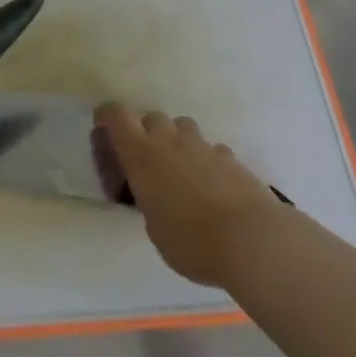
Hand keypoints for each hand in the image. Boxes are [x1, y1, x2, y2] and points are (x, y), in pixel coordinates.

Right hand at [96, 106, 285, 288]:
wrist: (252, 239)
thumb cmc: (191, 241)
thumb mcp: (154, 228)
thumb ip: (150, 203)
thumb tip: (157, 198)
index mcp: (141, 155)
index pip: (116, 115)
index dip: (107, 116)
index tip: (103, 127)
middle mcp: (170, 141)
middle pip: (151, 117)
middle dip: (145, 132)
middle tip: (147, 160)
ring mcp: (203, 146)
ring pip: (183, 126)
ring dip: (176, 140)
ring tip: (180, 168)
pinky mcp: (231, 157)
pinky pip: (211, 148)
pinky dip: (206, 159)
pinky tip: (211, 183)